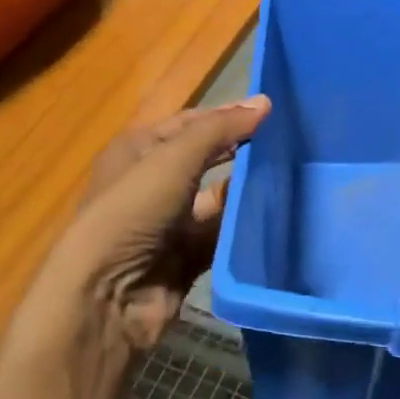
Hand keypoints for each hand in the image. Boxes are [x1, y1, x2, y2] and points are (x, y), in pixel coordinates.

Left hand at [16, 97, 270, 360]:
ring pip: (218, 199)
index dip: (227, 115)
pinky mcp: (187, 257)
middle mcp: (154, 183)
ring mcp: (171, 222)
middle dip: (241, 151)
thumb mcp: (173, 159)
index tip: (272, 112)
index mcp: (139, 150)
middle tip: (288, 143)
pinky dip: (243, 228)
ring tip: (292, 177)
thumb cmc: (132, 212)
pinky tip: (278, 216)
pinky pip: (222, 235)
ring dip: (246, 190)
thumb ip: (220, 129)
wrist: (106, 296)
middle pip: (207, 159)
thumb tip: (264, 102)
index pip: (191, 123)